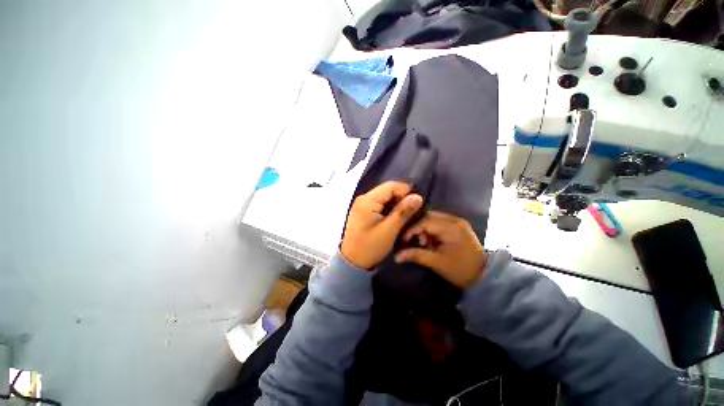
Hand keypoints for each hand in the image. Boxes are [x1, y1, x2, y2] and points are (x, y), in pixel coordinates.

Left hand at [341, 181, 422, 269]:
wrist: (351, 261)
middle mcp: (364, 198)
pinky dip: (389, 209)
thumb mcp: (389, 230)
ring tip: (405, 216)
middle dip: (401, 199)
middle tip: (412, 212)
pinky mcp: (364, 211)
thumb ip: (403, 212)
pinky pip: (380, 205)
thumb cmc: (370, 247)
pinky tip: (395, 218)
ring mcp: (363, 204)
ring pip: (385, 198)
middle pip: (387, 190)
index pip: (391, 186)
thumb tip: (418, 196)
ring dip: (396, 205)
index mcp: (368, 200)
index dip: (406, 192)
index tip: (417, 204)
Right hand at [395, 211, 486, 288]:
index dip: (411, 230)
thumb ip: (416, 255)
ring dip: (424, 229)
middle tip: (412, 241)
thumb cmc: (460, 269)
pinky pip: (439, 223)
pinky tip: (429, 241)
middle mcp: (454, 220)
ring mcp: (457, 222)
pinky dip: (431, 231)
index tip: (403, 240)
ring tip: (422, 243)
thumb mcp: (437, 263)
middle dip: (417, 228)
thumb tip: (396, 256)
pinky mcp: (457, 226)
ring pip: (432, 219)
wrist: (485, 276)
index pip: (425, 221)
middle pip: (428, 217)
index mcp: (451, 227)